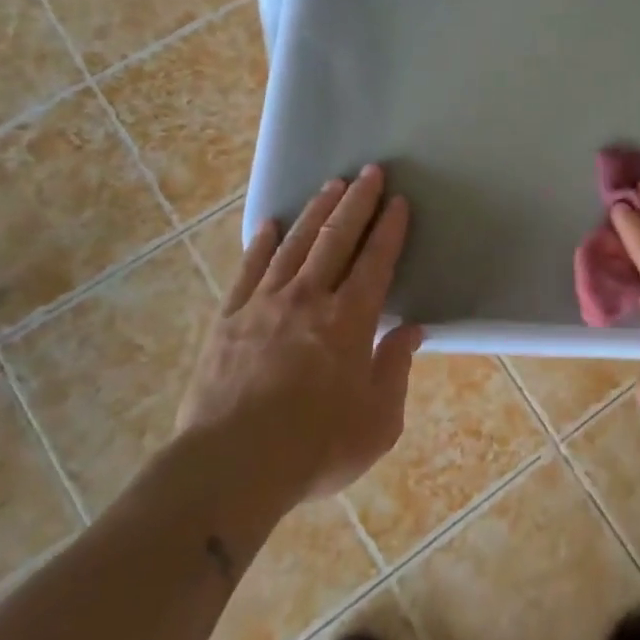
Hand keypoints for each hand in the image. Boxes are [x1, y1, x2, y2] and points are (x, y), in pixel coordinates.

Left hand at [177, 166, 423, 504]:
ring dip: (317, 211)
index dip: (390, 228)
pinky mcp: (229, 319)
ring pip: (296, 244)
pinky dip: (262, 243)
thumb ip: (395, 369)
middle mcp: (309, 299)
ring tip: (331, 184)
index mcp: (349, 320)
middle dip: (358, 202)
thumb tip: (411, 331)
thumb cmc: (315, 448)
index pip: (376, 261)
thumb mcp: (377, 421)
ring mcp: (264, 305)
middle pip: (337, 238)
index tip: (399, 201)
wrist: (230, 468)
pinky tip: (271, 224)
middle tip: (370, 171)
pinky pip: (249, 270)